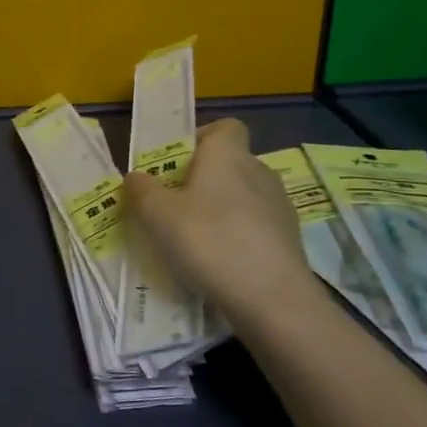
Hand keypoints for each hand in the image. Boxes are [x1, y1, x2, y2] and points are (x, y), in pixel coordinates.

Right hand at [123, 118, 314, 323]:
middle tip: (174, 207)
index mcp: (228, 154)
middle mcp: (259, 171)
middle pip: (231, 163)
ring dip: (222, 210)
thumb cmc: (209, 241)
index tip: (177, 164)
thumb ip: (142, 190)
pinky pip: (257, 227)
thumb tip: (136, 176)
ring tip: (196, 241)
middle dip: (204, 180)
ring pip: (244, 196)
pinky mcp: (291, 240)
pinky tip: (221, 264)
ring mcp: (280, 206)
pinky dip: (240, 237)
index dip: (201, 138)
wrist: (272, 299)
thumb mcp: (158, 215)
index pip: (226, 127)